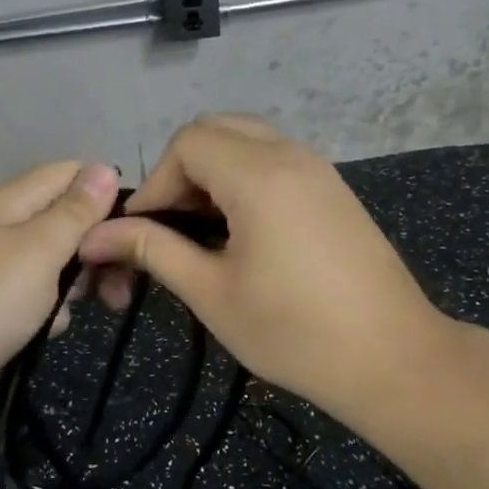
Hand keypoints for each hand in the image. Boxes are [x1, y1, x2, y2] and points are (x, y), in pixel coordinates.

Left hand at [0, 160, 119, 421]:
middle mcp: (4, 224)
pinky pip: (32, 292)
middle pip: (66, 218)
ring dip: (74, 284)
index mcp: (14, 202)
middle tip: (117, 290)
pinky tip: (43, 332)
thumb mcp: (37, 254)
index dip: (106, 196)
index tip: (130, 235)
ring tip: (75, 314)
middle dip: (96, 249)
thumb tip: (105, 168)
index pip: (72, 173)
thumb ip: (74, 213)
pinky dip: (45, 309)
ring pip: (53, 260)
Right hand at [79, 116, 452, 430]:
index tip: (143, 232)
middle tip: (170, 224)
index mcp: (259, 175)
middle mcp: (291, 155)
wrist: (393, 359)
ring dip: (213, 174)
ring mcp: (320, 170)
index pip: (187, 142)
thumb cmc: (294, 331)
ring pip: (248, 141)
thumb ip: (152, 251)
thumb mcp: (211, 292)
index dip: (155, 182)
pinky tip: (242, 232)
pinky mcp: (334, 191)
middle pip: (217, 129)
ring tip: (201, 231)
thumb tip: (96, 236)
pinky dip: (244, 179)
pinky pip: (276, 161)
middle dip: (180, 170)